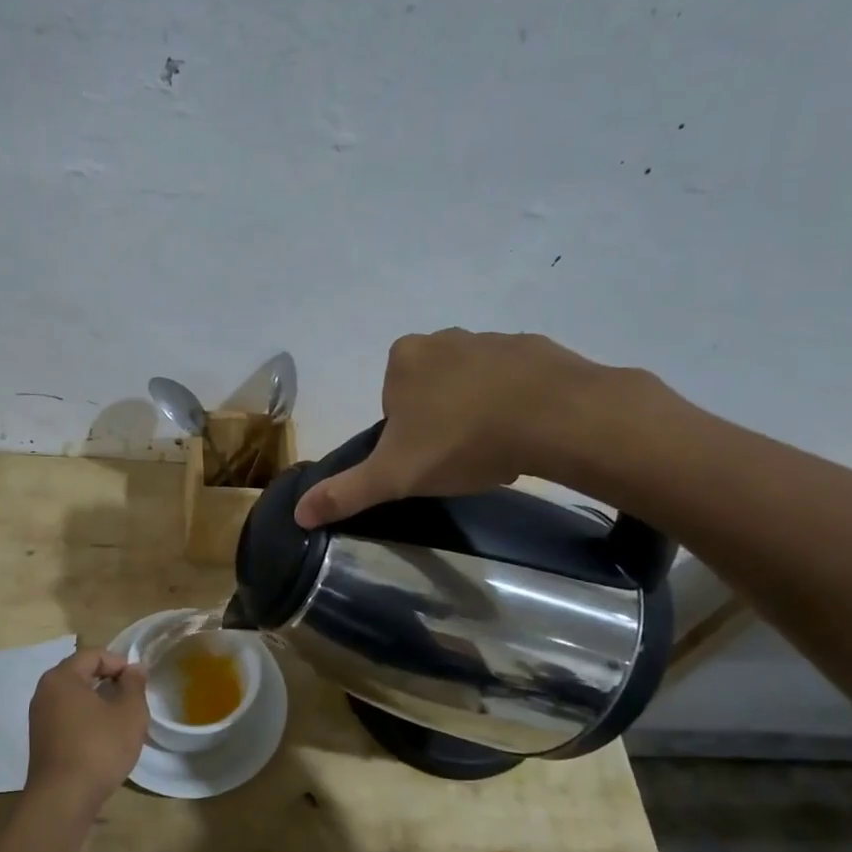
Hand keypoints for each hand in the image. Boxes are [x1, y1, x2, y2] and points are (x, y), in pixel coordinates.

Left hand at [26, 649, 148, 814]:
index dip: (119, 662)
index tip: (138, 681)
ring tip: (121, 718)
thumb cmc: (99, 747)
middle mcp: (45, 692)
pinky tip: (103, 737)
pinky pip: (67, 717)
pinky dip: (86, 718)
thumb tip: (134, 669)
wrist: (63, 799)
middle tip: (132, 697)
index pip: (93, 654)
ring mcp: (39, 718)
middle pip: (80, 673)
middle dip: (108, 680)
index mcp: (62, 677)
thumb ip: (134, 684)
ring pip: (74, 697)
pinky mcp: (41, 740)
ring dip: (98, 701)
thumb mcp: (129, 713)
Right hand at [294, 329, 646, 527]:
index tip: (425, 458)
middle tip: (459, 457)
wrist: (554, 418)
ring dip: (479, 412)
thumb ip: (345, 492)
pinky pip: (516, 381)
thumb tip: (298, 514)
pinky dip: (517, 404)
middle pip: (431, 389)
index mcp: (404, 359)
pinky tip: (527, 434)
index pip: (393, 402)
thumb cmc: (461, 441)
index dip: (405, 435)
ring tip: (496, 450)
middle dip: (441, 421)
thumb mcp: (393, 476)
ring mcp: (494, 338)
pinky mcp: (537, 348)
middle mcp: (444, 338)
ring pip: (474, 384)